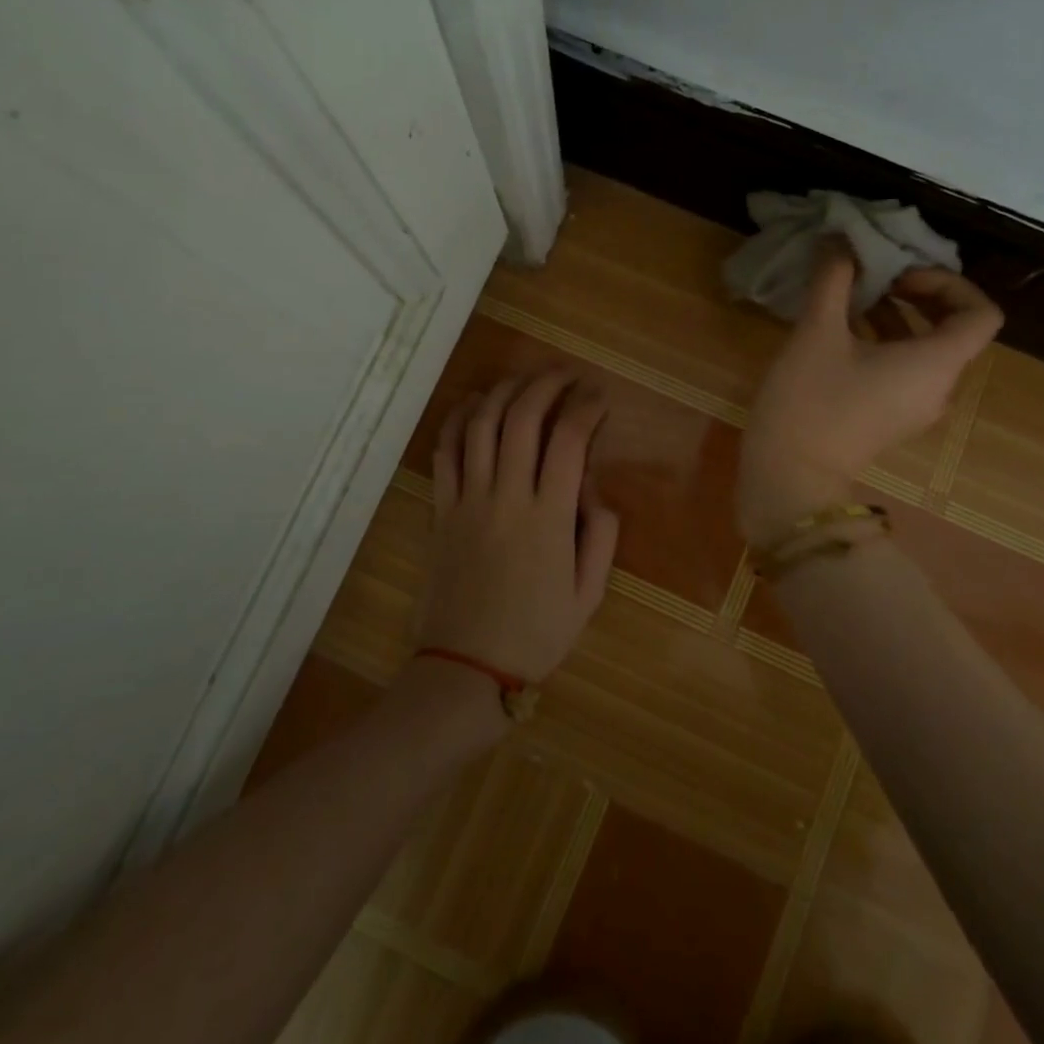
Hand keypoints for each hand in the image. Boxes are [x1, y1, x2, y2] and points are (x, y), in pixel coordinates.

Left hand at [417, 370, 619, 684]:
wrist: (466, 669)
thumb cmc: (535, 634)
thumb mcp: (589, 595)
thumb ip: (602, 536)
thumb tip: (594, 489)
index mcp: (549, 518)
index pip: (568, 440)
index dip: (586, 408)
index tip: (598, 397)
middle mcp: (507, 497)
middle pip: (523, 418)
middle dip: (546, 384)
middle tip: (565, 374)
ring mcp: (468, 500)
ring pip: (482, 425)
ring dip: (504, 391)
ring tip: (524, 379)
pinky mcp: (441, 509)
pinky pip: (445, 452)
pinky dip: (458, 419)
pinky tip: (473, 404)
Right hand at [737, 254, 1002, 542]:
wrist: (789, 475)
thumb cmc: (810, 400)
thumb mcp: (817, 332)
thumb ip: (834, 279)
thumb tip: (840, 238)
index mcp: (936, 364)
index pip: (981, 313)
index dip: (948, 283)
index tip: (898, 276)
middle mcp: (938, 386)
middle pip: (954, 328)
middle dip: (917, 294)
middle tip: (874, 278)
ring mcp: (916, 406)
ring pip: (925, 348)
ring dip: (895, 315)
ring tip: (849, 297)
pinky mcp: (891, 417)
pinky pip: (904, 369)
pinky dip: (884, 342)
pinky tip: (838, 331)